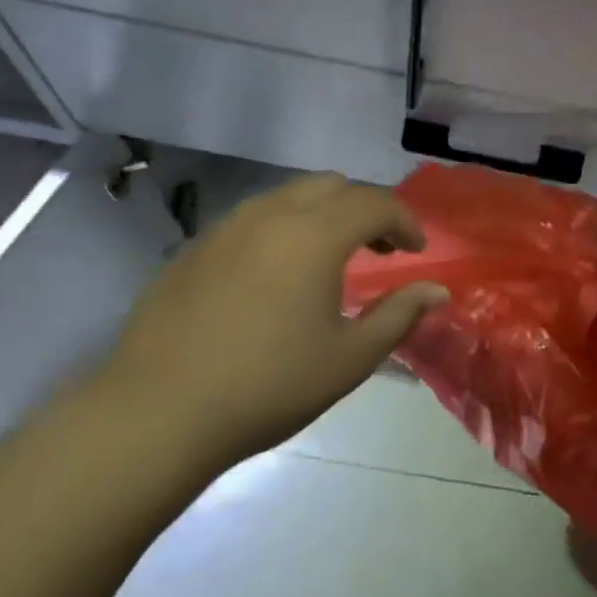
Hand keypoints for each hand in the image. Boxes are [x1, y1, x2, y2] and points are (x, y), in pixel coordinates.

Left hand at [88, 174, 448, 473]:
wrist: (160, 411)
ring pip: (288, 196)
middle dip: (365, 209)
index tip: (417, 252)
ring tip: (330, 259)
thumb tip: (437, 291)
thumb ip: (399, 315)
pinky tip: (277, 276)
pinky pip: (253, 219)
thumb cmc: (269, 385)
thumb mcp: (350, 357)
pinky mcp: (194, 248)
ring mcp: (226, 227)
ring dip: (323, 214)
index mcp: (315, 235)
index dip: (405, 222)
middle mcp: (271, 214)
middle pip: (332, 185)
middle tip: (379, 250)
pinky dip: (283, 229)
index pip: (375, 203)